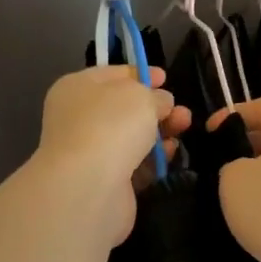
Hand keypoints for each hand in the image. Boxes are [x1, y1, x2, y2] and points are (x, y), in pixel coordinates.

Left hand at [33, 66, 190, 247]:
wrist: (88, 188)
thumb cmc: (110, 126)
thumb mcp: (140, 96)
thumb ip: (155, 95)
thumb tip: (161, 102)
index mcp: (76, 88)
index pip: (111, 75)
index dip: (140, 74)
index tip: (165, 78)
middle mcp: (78, 118)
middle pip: (124, 108)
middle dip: (156, 108)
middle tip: (182, 111)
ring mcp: (90, 152)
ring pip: (132, 137)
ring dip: (160, 132)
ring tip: (184, 128)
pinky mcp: (104, 181)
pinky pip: (134, 164)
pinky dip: (153, 159)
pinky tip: (171, 154)